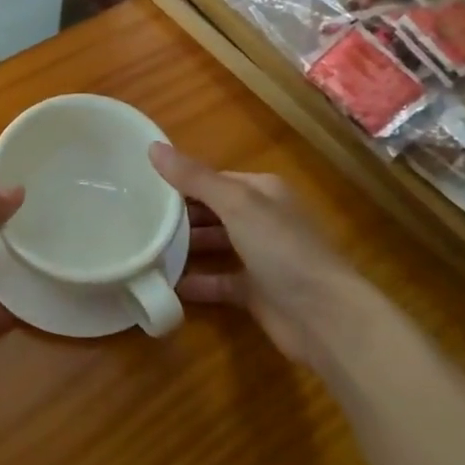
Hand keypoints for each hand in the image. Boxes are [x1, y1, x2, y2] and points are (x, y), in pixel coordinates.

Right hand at [152, 143, 352, 365]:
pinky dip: (196, 282)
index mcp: (262, 191)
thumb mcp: (234, 203)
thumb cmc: (281, 248)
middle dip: (180, 214)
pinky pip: (218, 281)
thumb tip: (152, 146)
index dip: (182, 180)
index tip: (143, 185)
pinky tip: (166, 283)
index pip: (214, 179)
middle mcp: (263, 220)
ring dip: (185, 247)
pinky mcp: (256, 292)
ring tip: (144, 247)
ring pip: (215, 245)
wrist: (325, 318)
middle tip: (139, 217)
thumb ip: (193, 178)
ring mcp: (261, 258)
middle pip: (213, 211)